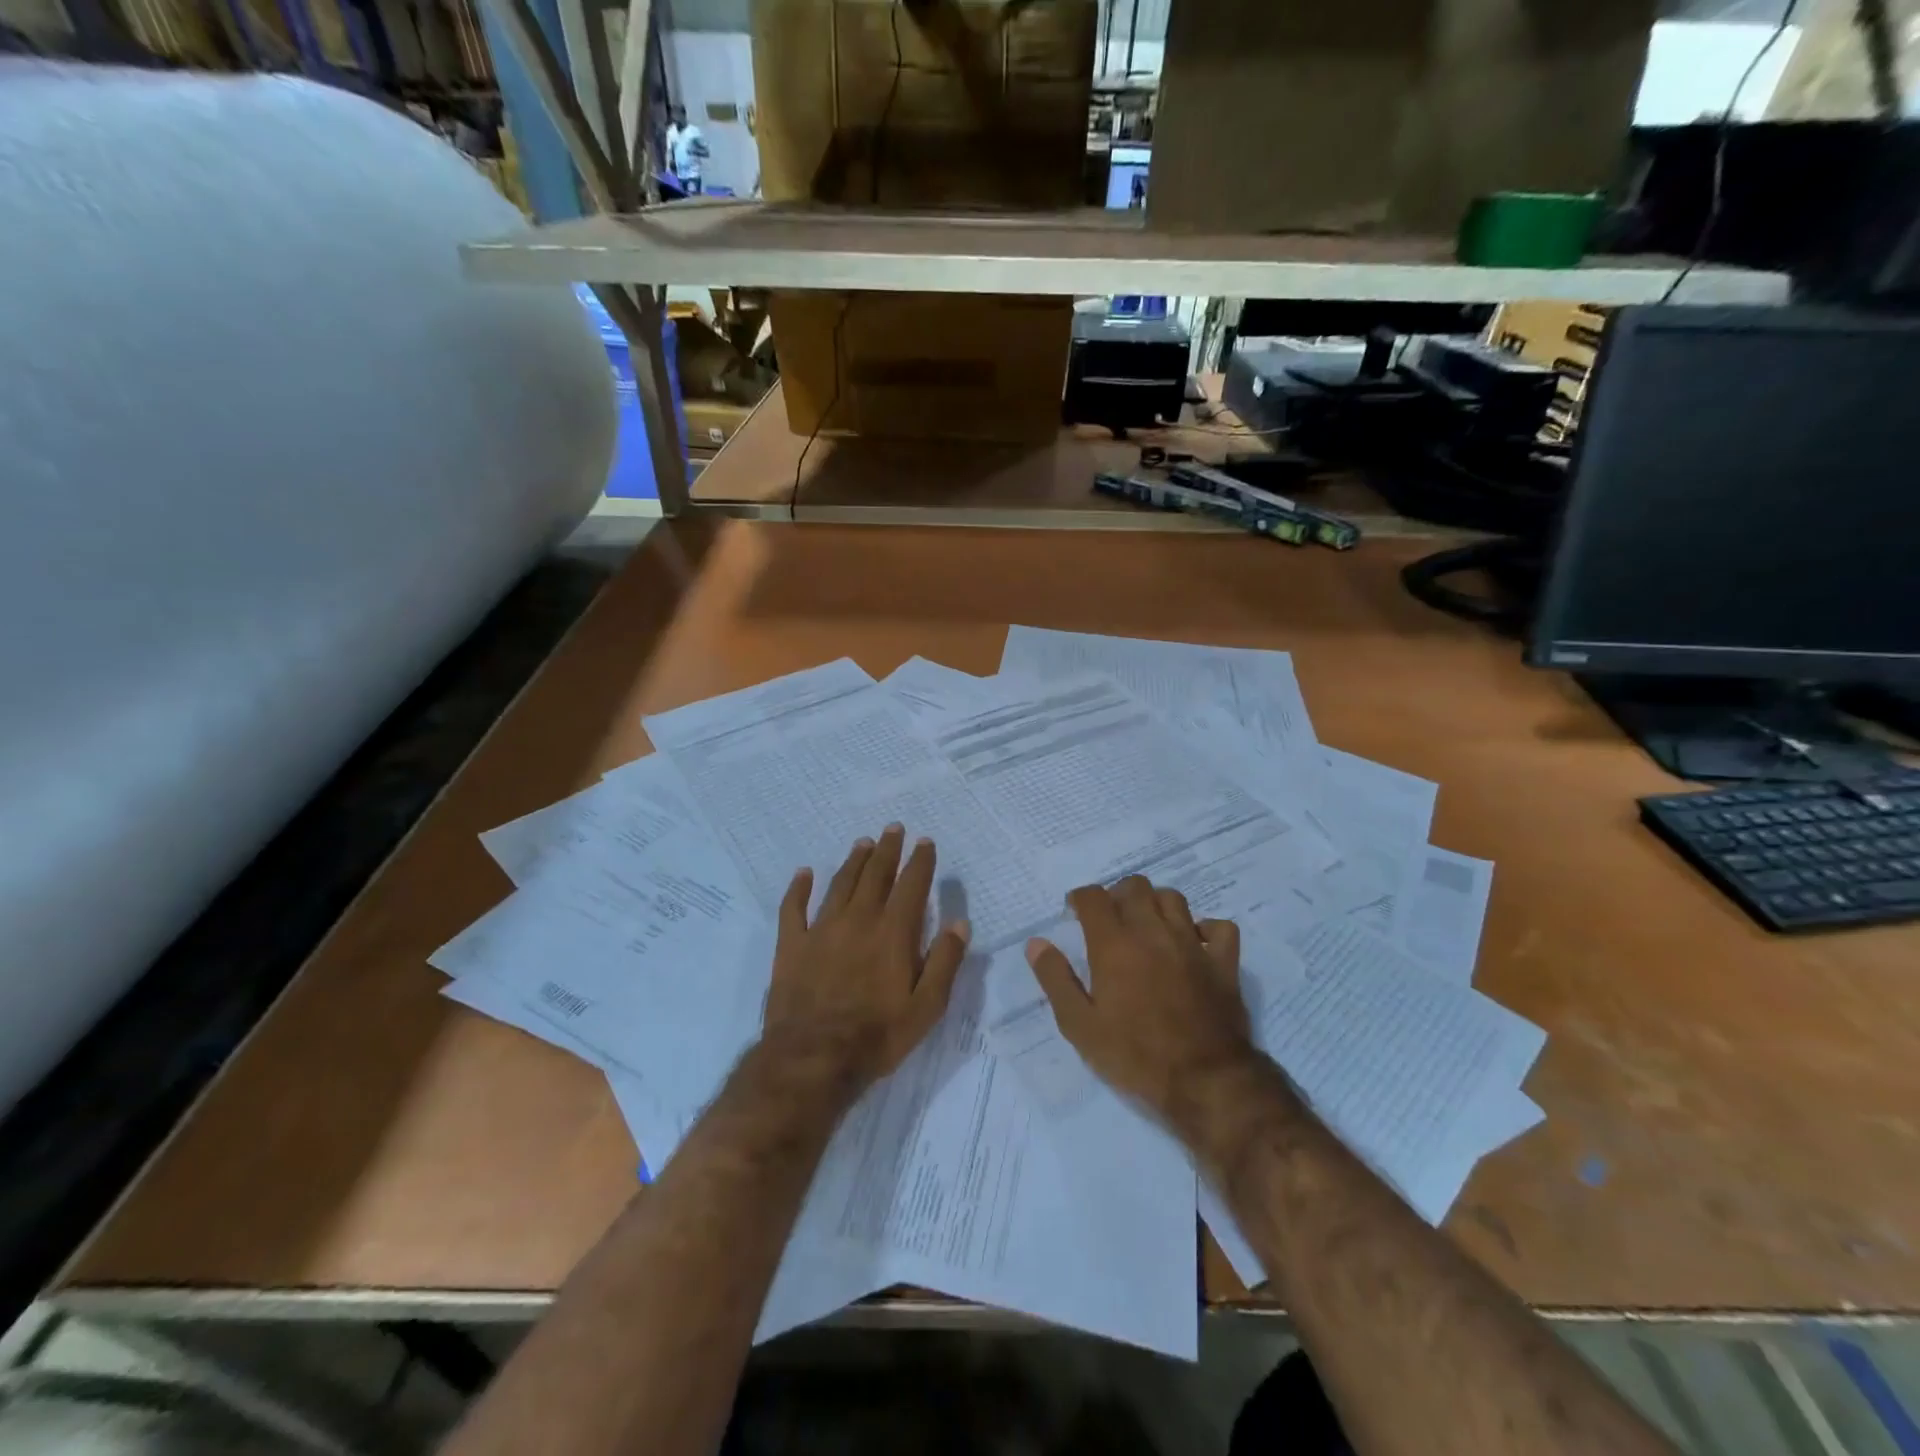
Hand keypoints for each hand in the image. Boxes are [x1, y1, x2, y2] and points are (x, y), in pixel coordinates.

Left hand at [764, 825, 970, 1091]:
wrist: (813, 1058)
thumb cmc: (877, 1035)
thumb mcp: (927, 1007)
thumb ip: (945, 962)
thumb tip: (959, 923)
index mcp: (893, 933)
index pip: (911, 886)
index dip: (920, 862)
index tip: (925, 842)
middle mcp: (858, 920)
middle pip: (875, 875)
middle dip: (887, 850)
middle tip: (893, 829)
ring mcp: (822, 930)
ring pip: (840, 884)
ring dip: (853, 861)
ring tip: (863, 843)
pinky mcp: (792, 945)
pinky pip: (793, 908)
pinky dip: (798, 888)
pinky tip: (803, 873)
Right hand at [1026, 877, 1254, 1125]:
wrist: (1205, 1082)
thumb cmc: (1135, 1056)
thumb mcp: (1080, 1026)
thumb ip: (1056, 979)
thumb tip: (1036, 943)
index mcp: (1114, 944)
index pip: (1094, 897)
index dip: (1080, 899)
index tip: (1074, 913)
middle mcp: (1153, 932)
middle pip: (1135, 886)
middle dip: (1117, 895)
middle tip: (1109, 920)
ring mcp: (1192, 944)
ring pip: (1173, 898)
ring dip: (1156, 904)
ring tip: (1147, 926)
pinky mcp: (1224, 962)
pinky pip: (1219, 927)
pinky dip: (1205, 928)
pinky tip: (1194, 943)